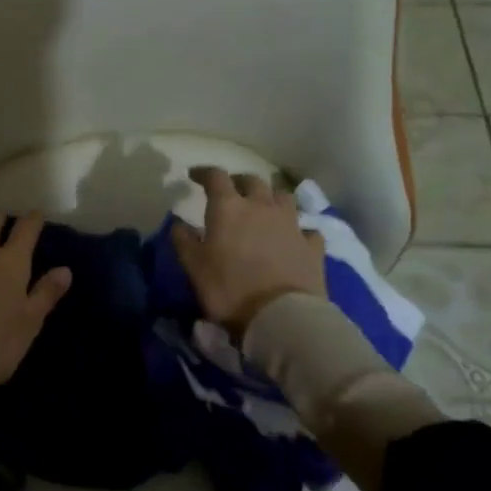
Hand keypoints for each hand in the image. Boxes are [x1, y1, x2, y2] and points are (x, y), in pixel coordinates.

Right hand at [171, 167, 326, 337]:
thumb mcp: (193, 267)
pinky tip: (295, 238)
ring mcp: (291, 224)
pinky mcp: (312, 246)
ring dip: (271, 198)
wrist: (281, 317)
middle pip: (252, 180)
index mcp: (228, 207)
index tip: (195, 176)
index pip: (215, 176)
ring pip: (283, 196)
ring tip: (265, 208)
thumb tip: (178, 223)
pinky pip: (307, 228)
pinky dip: (299, 229)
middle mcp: (261, 206)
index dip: (204, 173)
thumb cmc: (229, 288)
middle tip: (232, 192)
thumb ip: (183, 240)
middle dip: (240, 182)